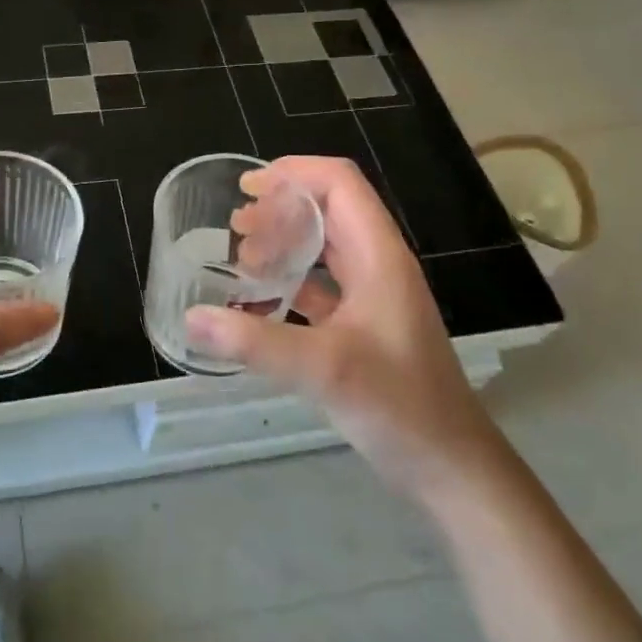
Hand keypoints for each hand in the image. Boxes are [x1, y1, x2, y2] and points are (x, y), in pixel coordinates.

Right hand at [187, 156, 506, 498]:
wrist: (450, 467)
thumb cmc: (399, 406)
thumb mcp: (323, 369)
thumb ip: (255, 342)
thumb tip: (192, 318)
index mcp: (378, 255)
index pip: (339, 183)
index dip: (293, 173)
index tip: (247, 188)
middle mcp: (377, 264)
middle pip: (328, 209)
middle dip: (279, 208)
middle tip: (235, 229)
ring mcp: (373, 295)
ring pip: (324, 247)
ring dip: (283, 243)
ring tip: (241, 260)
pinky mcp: (365, 325)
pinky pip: (322, 285)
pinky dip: (289, 282)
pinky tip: (259, 303)